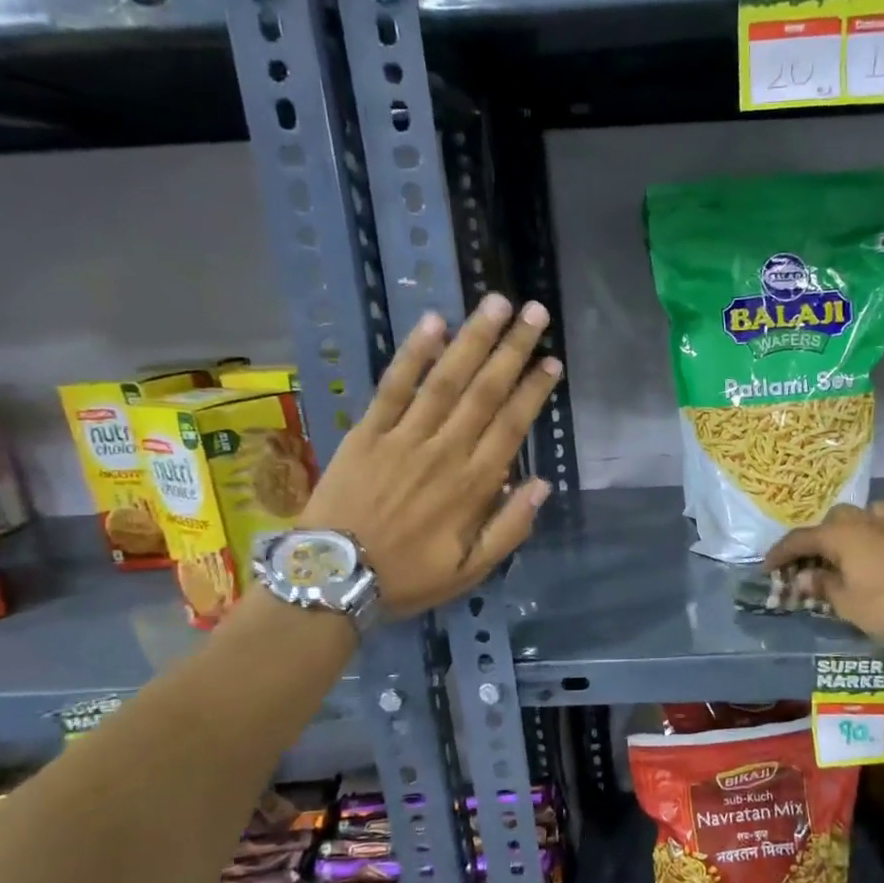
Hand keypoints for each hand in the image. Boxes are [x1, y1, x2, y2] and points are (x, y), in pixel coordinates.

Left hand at [302, 295, 562, 616]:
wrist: (331, 578)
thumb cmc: (406, 577)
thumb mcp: (470, 571)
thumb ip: (509, 528)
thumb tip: (541, 485)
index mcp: (473, 486)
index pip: (512, 426)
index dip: (534, 391)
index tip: (552, 362)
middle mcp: (445, 452)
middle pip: (485, 392)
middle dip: (512, 350)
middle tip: (535, 313)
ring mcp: (404, 438)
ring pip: (446, 380)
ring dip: (473, 339)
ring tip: (496, 304)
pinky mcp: (368, 432)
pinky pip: (393, 386)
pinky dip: (414, 354)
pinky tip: (433, 323)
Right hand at [763, 502, 883, 643]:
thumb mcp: (846, 603)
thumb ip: (822, 586)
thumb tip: (803, 578)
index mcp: (840, 535)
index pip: (800, 539)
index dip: (780, 553)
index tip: (767, 567)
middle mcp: (864, 521)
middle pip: (833, 520)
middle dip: (820, 537)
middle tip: (813, 561)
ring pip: (867, 514)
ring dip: (854, 528)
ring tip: (851, 549)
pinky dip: (882, 539)